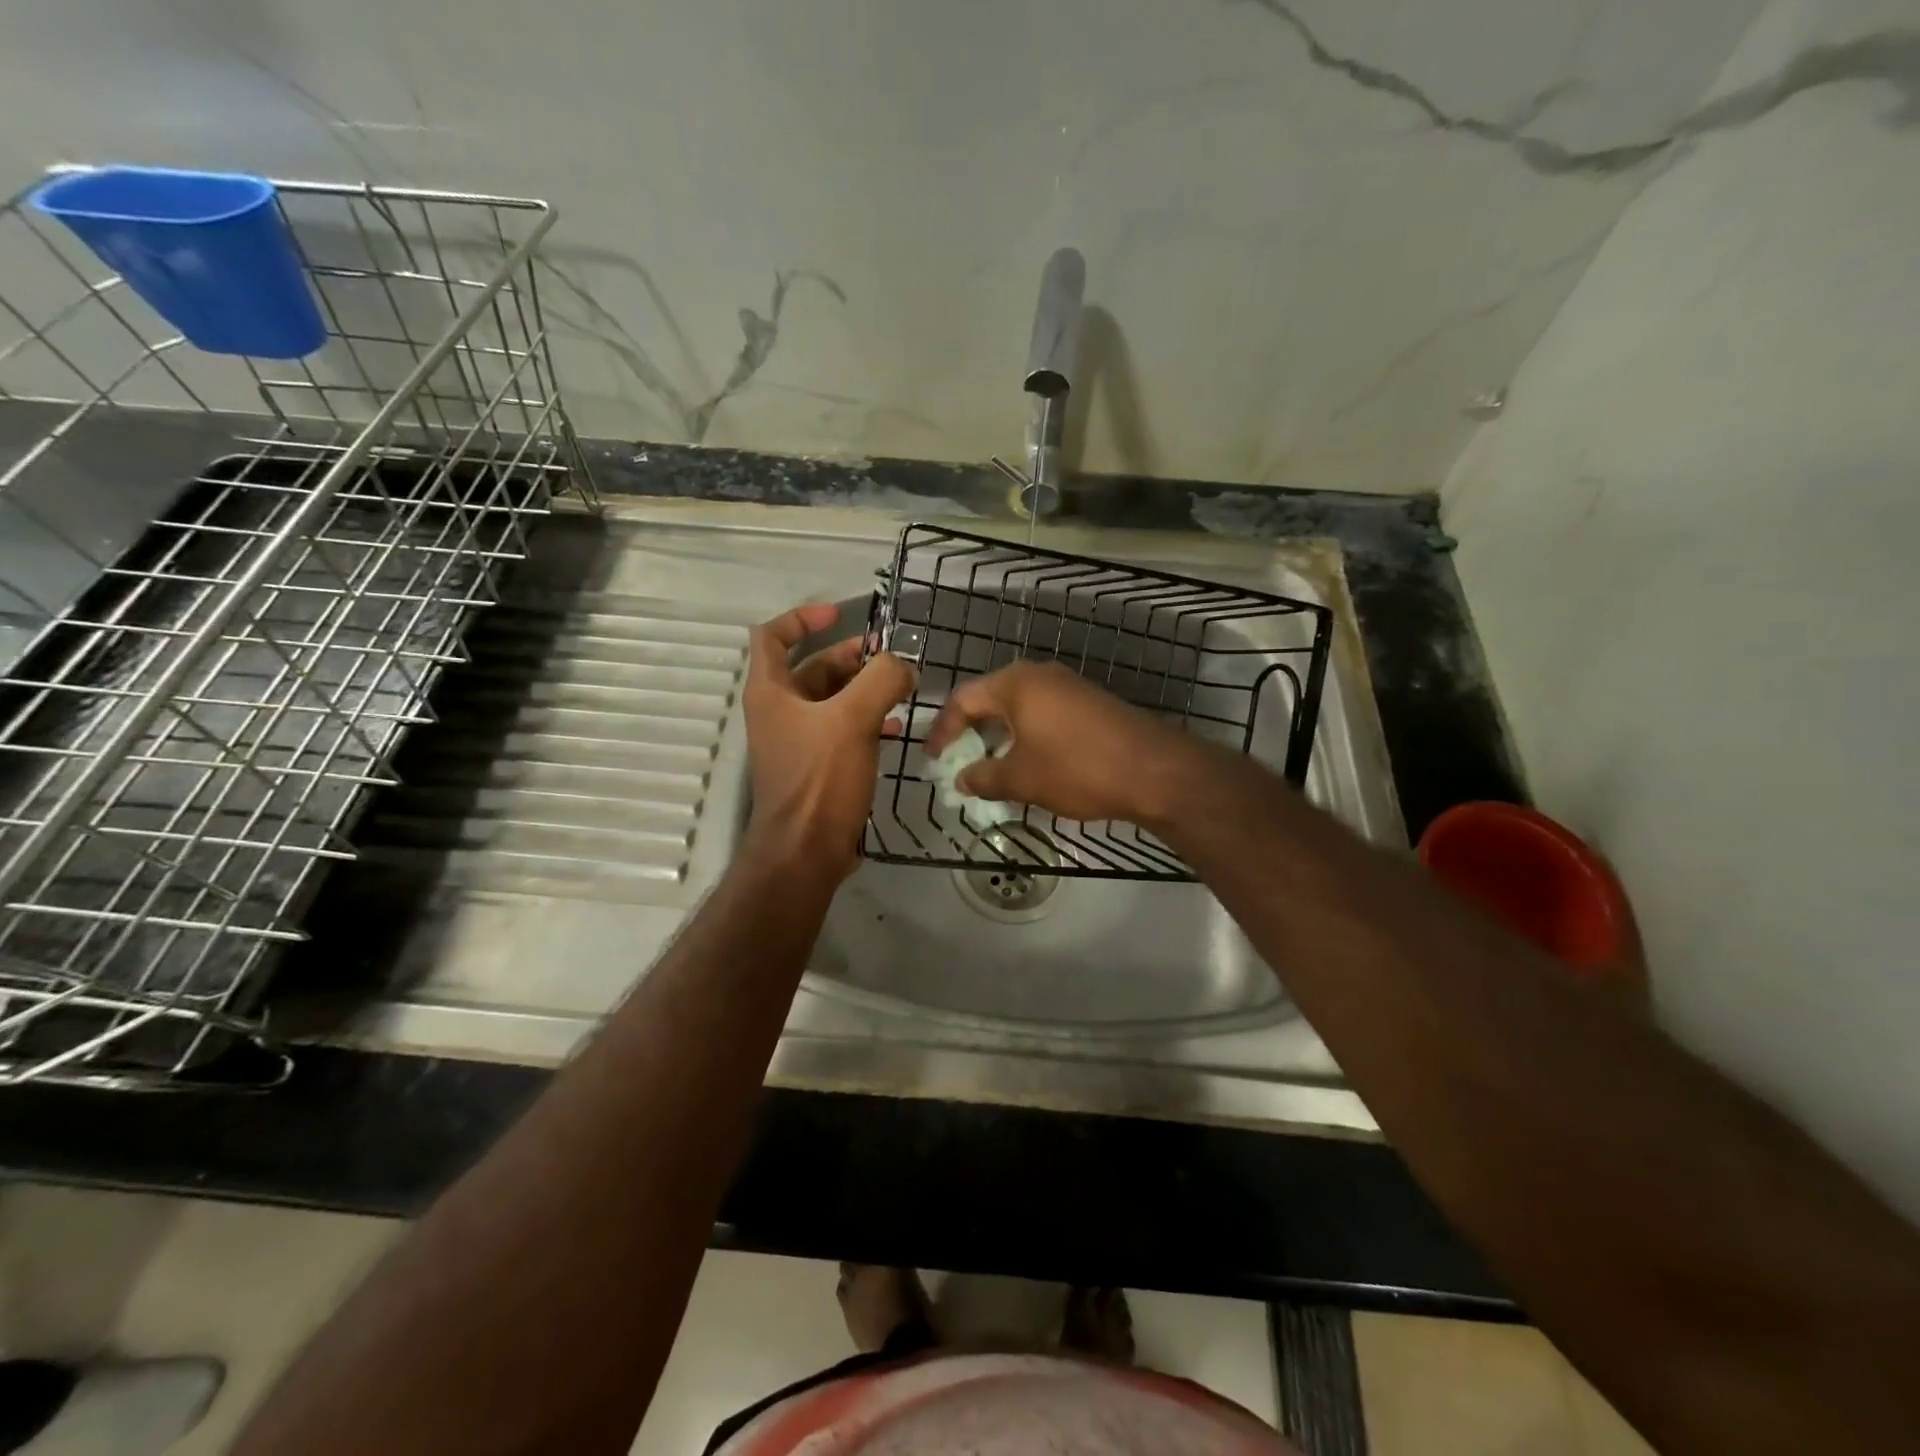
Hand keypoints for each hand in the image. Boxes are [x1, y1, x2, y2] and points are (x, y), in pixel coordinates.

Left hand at [743, 603, 913, 880]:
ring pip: (833, 700)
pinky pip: (843, 730)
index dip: (803, 618)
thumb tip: (903, 664)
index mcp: (772, 692)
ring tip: (903, 688)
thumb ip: (881, 679)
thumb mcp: (853, 719)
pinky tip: (898, 727)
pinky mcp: (818, 767)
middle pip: (812, 668)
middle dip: (852, 657)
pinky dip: (868, 721)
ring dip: (865, 689)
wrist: (805, 852)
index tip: (839, 614)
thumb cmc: (820, 779)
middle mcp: (780, 712)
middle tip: (891, 657)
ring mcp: (798, 741)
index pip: (772, 636)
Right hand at [923, 660, 1204, 827]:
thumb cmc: (1077, 769)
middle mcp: (1041, 675)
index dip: (943, 731)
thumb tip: (962, 780)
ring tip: (993, 768)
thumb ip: (983, 777)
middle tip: (960, 763)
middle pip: (991, 699)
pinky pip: (1045, 715)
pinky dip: (1028, 736)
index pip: (963, 699)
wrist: (1154, 770)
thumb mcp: (1021, 779)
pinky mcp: (1091, 703)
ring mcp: (1070, 686)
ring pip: (1020, 708)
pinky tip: (1032, 764)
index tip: (935, 761)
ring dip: (1001, 737)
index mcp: (1016, 684)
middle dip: (972, 733)